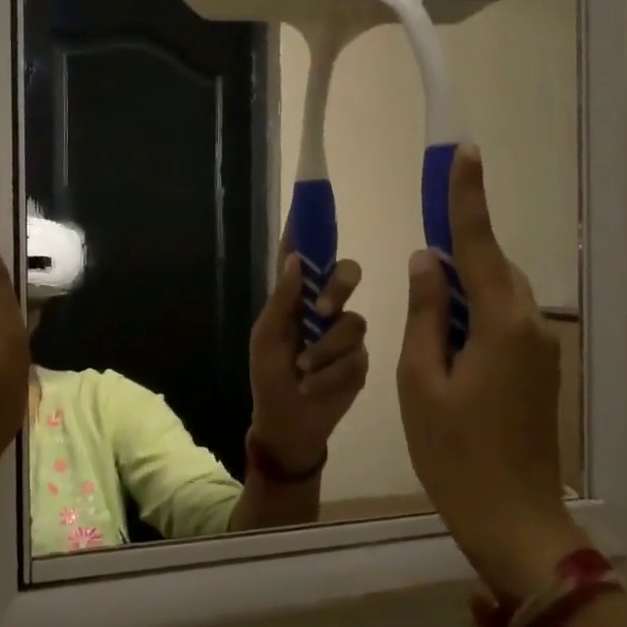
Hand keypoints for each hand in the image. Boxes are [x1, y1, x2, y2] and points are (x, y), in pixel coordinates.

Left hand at [248, 253, 368, 474]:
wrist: (289, 423)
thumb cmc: (269, 378)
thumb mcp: (267, 339)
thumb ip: (282, 301)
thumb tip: (295, 260)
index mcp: (297, 300)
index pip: (305, 258)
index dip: (309, 232)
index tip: (309, 203)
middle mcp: (325, 309)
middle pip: (347, 275)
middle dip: (339, 286)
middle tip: (323, 308)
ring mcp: (345, 335)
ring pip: (352, 322)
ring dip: (324, 351)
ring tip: (305, 372)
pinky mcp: (360, 361)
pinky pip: (355, 357)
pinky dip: (330, 374)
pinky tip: (315, 387)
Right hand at [396, 145, 582, 600]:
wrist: (513, 521)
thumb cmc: (455, 454)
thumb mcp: (420, 381)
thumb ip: (425, 314)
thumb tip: (428, 262)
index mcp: (502, 324)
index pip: (479, 245)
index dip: (466, 198)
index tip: (463, 153)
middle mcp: (531, 327)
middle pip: (493, 269)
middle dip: (457, 251)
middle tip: (421, 247)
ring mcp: (539, 351)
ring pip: (499, 297)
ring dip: (463, 287)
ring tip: (425, 299)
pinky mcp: (537, 372)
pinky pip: (503, 324)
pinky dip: (473, 316)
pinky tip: (446, 336)